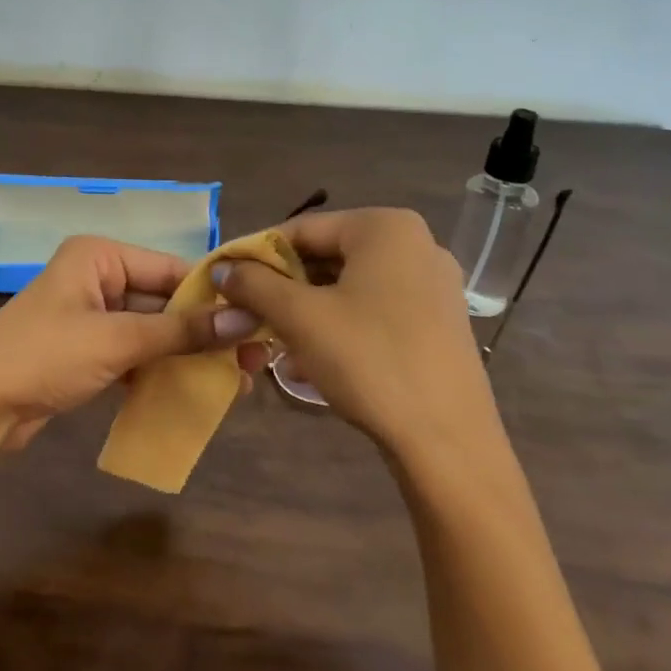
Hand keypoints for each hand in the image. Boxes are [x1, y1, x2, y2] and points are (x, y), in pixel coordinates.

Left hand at [0, 236, 262, 448]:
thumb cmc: (44, 357)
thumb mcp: (117, 340)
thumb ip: (181, 331)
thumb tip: (245, 321)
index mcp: (99, 256)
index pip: (171, 269)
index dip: (215, 296)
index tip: (259, 322)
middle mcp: (97, 277)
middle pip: (164, 301)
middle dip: (205, 331)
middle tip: (254, 359)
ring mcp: (91, 314)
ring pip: (152, 330)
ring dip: (187, 354)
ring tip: (235, 380)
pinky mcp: (87, 349)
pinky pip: (134, 352)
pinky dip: (160, 369)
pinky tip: (195, 390)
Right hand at [215, 208, 497, 456]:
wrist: (447, 442)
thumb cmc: (369, 361)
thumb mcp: (300, 317)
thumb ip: (254, 283)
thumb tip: (222, 267)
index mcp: (385, 227)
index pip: (302, 229)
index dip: (257, 255)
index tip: (226, 282)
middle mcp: (416, 244)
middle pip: (328, 255)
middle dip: (284, 287)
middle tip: (248, 315)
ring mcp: (433, 284)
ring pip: (350, 286)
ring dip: (307, 311)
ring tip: (275, 343)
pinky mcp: (439, 322)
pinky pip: (375, 310)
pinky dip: (340, 326)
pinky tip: (313, 360)